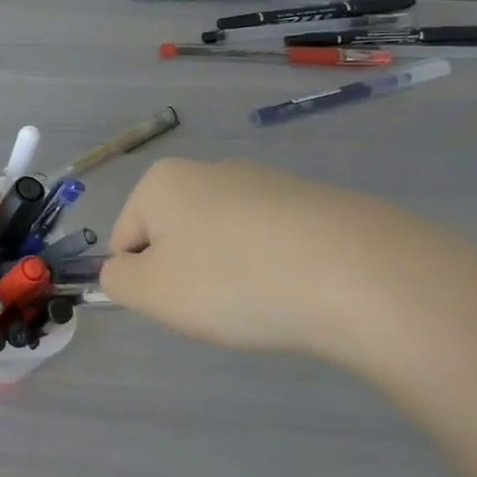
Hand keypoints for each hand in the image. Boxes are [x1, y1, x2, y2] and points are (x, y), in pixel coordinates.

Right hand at [100, 157, 476, 363]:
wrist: (359, 274)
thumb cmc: (234, 280)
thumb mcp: (152, 292)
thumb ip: (117, 279)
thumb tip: (123, 269)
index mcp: (162, 181)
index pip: (124, 239)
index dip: (144, 280)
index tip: (180, 302)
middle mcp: (209, 169)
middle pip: (176, 235)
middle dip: (188, 274)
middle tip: (219, 306)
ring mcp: (266, 182)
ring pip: (225, 240)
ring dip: (231, 273)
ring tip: (266, 302)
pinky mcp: (314, 203)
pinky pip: (273, 243)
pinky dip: (275, 269)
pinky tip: (301, 292)